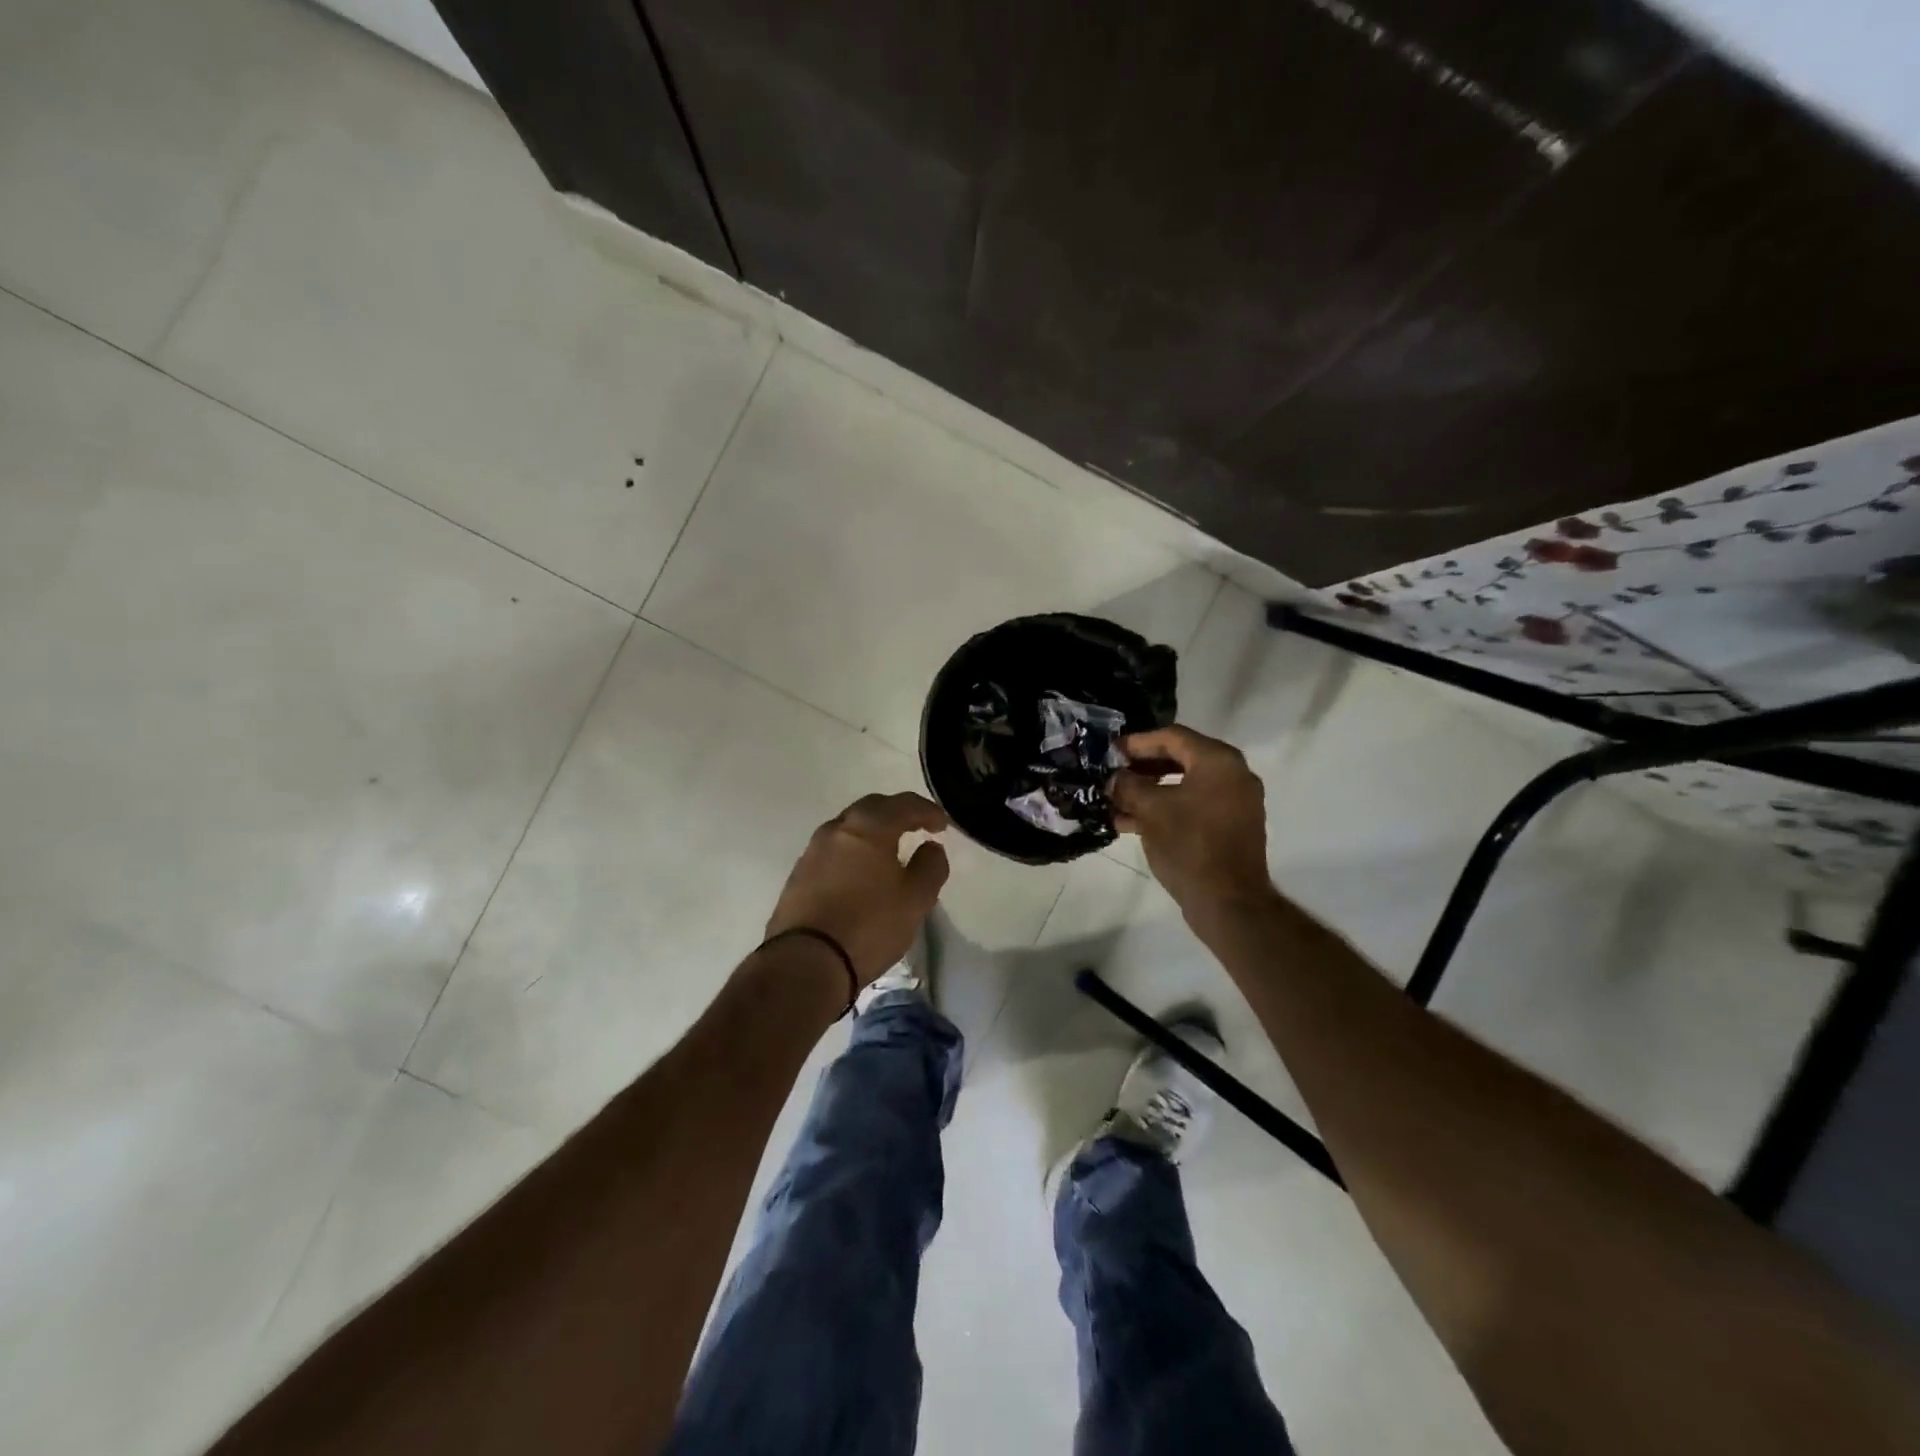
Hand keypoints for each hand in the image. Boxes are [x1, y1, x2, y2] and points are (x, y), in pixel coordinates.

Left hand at [766, 792, 951, 986]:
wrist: (805, 962)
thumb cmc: (869, 926)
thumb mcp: (915, 900)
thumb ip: (930, 866)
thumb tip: (931, 847)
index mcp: (869, 827)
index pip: (904, 804)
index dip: (928, 811)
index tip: (942, 825)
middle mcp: (838, 829)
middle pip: (873, 808)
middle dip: (897, 813)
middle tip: (917, 828)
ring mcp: (813, 850)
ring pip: (849, 827)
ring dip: (873, 831)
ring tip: (890, 850)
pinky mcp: (799, 874)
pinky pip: (834, 849)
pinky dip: (853, 851)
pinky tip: (862, 872)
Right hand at [1110, 725, 1273, 923]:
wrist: (1228, 902)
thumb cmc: (1189, 845)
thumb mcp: (1150, 810)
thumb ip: (1128, 785)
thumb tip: (1114, 778)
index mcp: (1218, 761)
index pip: (1172, 737)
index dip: (1137, 742)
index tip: (1110, 751)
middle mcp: (1233, 774)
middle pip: (1180, 758)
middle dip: (1142, 767)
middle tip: (1112, 773)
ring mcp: (1235, 802)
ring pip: (1184, 785)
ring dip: (1149, 790)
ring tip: (1115, 801)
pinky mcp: (1230, 827)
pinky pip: (1193, 806)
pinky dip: (1166, 808)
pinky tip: (1131, 822)